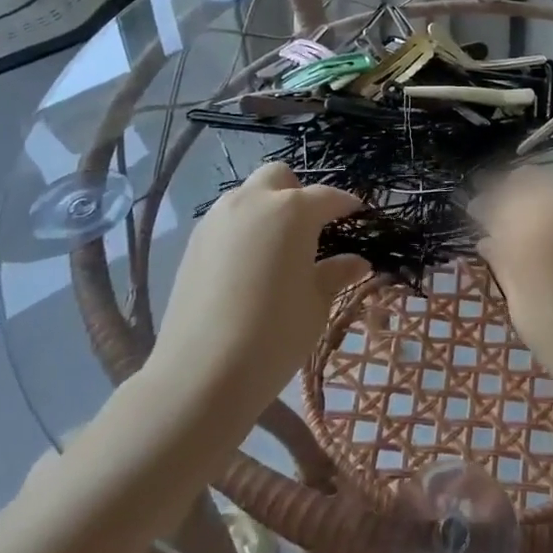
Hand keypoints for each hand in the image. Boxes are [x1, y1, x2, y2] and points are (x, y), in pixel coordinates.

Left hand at [147, 162, 369, 416]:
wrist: (200, 374)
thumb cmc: (274, 335)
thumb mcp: (316, 304)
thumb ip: (336, 274)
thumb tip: (358, 262)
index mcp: (292, 210)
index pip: (328, 197)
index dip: (346, 204)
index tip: (358, 215)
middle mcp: (253, 202)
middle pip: (279, 178)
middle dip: (299, 193)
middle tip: (311, 227)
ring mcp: (217, 219)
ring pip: (248, 195)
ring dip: (267, 207)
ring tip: (278, 247)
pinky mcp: (193, 242)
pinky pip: (226, 219)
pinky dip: (244, 228)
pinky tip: (249, 264)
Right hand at [472, 169, 552, 420]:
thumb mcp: (522, 308)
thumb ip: (504, 264)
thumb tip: (486, 239)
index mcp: (533, 229)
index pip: (498, 198)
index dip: (482, 204)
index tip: (472, 216)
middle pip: (527, 179)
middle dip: (507, 191)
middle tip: (495, 216)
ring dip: (532, 194)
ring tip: (521, 222)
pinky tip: (549, 228)